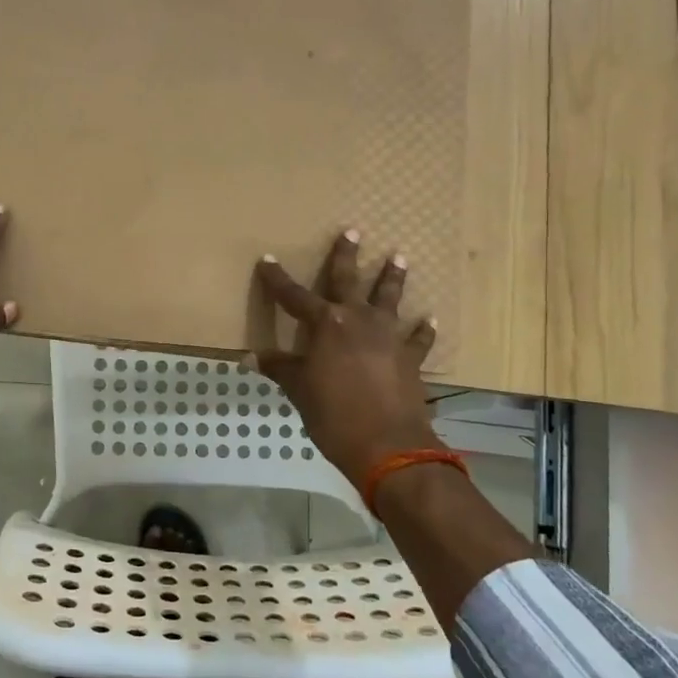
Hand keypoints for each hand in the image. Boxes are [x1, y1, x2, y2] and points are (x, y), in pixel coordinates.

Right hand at [254, 230, 441, 488]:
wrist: (387, 445)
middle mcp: (358, 321)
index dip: (278, 279)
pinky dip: (423, 330)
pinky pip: (418, 338)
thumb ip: (279, 369)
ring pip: (389, 299)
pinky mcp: (411, 358)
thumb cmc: (333, 415)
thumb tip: (249, 357)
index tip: (267, 260)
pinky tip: (428, 320)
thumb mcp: (299, 391)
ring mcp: (388, 337)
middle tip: (352, 231)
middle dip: (346, 256)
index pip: (294, 296)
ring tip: (399, 257)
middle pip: (349, 281)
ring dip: (393, 278)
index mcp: (326, 325)